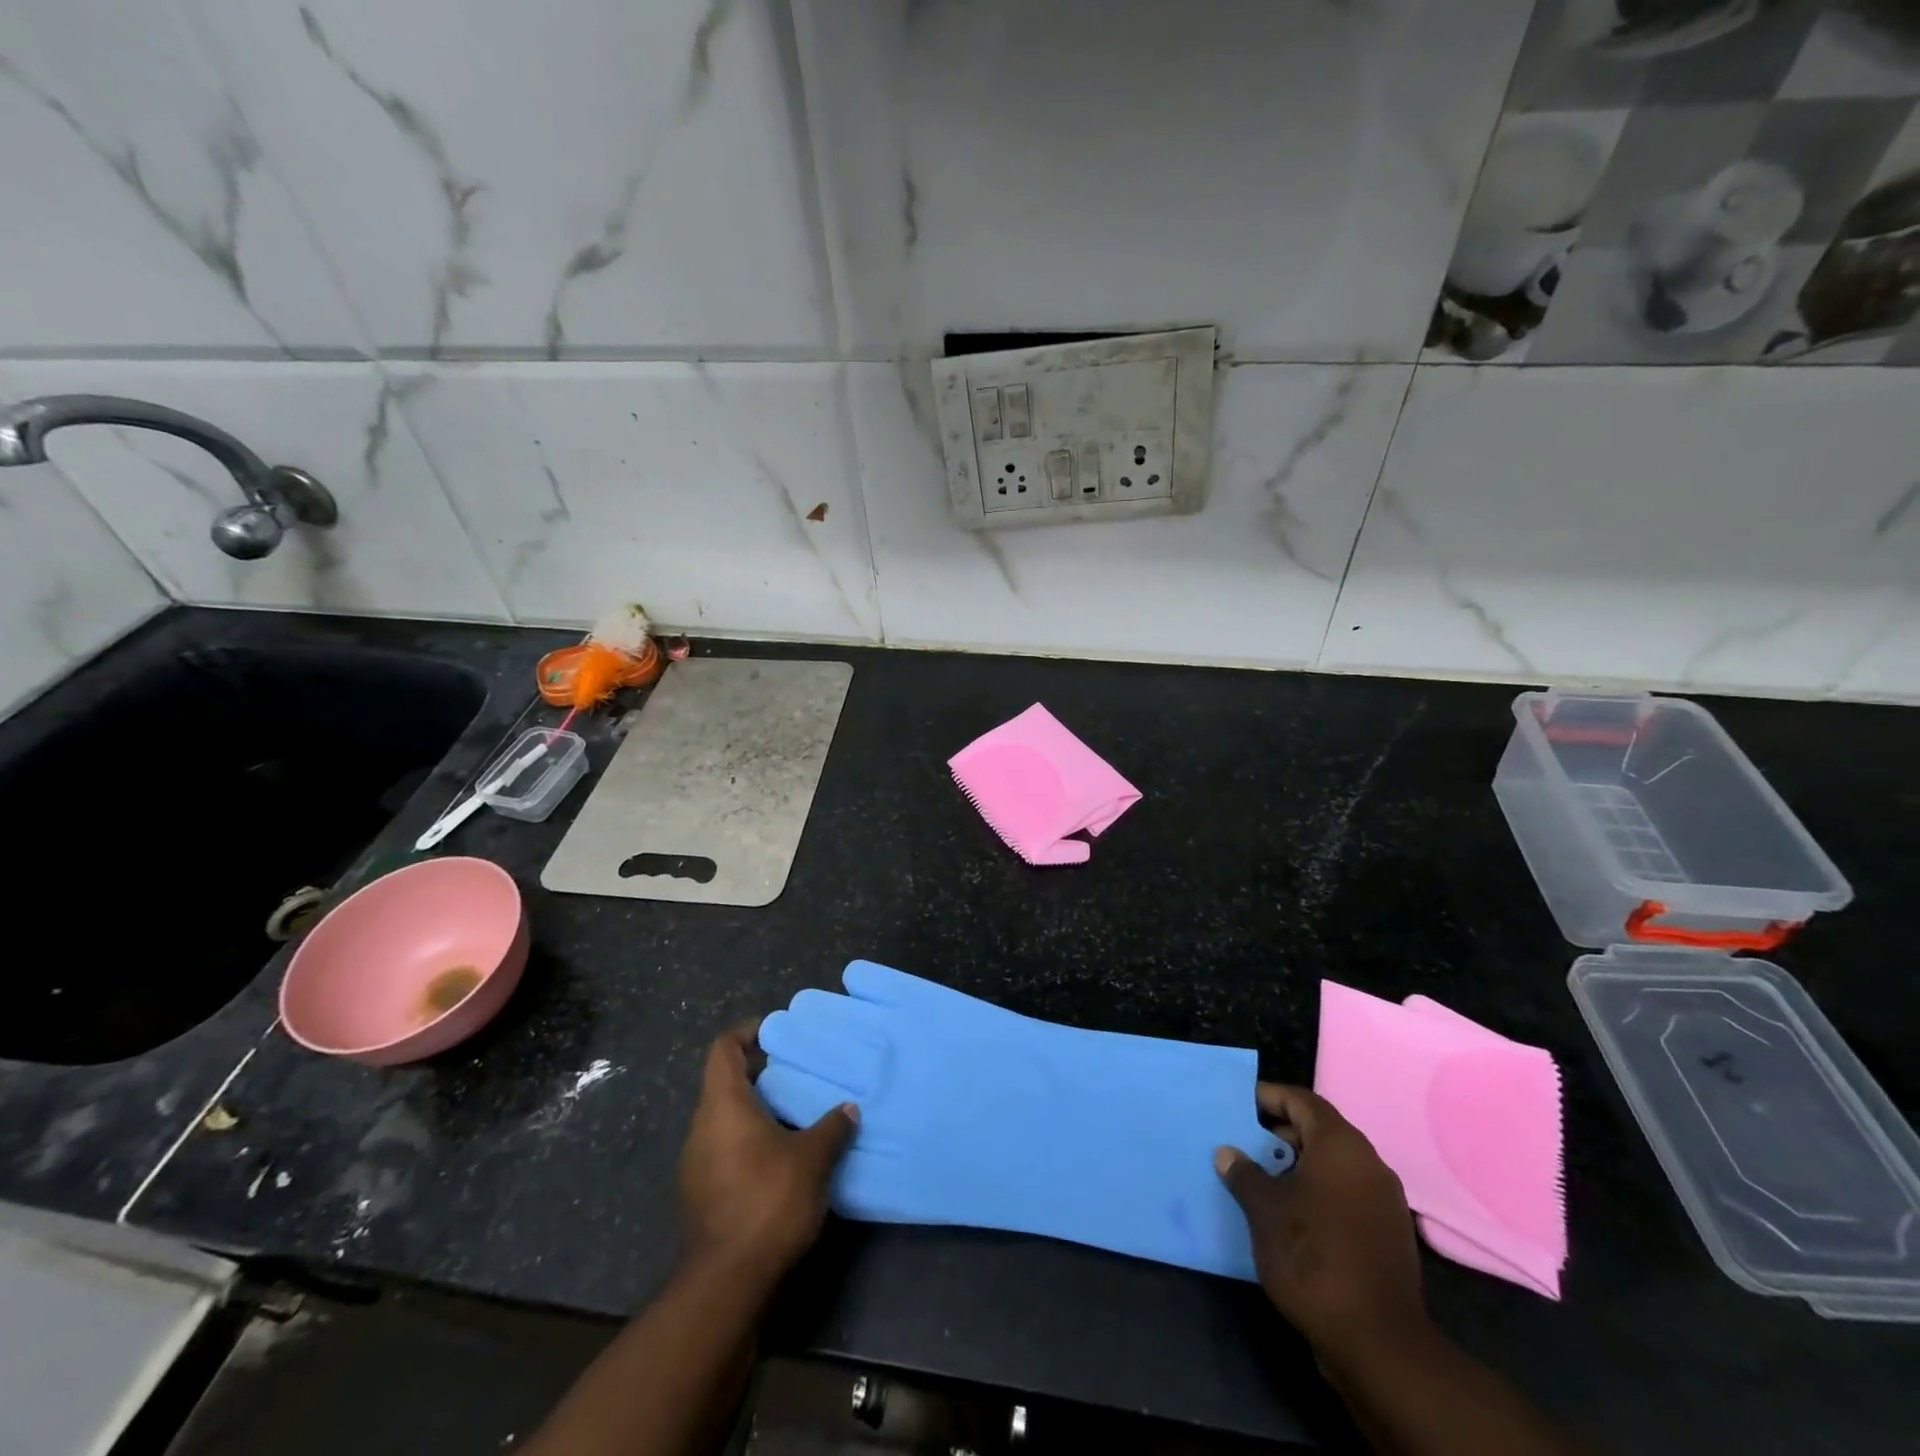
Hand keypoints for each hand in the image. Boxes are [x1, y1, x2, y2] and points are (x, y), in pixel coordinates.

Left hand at [679, 1021, 858, 1282]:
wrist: (726, 1283)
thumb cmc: (768, 1202)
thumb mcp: (812, 1160)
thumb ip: (832, 1127)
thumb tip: (849, 1108)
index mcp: (723, 1105)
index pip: (723, 1049)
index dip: (748, 1032)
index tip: (777, 1031)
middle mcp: (702, 1127)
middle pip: (725, 1082)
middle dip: (761, 1073)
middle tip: (799, 1072)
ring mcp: (696, 1162)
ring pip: (725, 1118)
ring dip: (757, 1109)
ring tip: (797, 1112)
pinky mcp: (701, 1192)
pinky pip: (725, 1147)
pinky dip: (750, 1139)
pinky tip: (782, 1155)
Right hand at [1215, 1085, 1426, 1368]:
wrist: (1378, 1343)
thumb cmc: (1312, 1257)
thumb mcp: (1264, 1209)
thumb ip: (1244, 1173)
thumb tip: (1229, 1154)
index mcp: (1341, 1145)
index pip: (1301, 1101)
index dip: (1268, 1097)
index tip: (1239, 1105)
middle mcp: (1369, 1164)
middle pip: (1319, 1131)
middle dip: (1280, 1134)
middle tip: (1244, 1143)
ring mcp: (1384, 1202)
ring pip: (1334, 1166)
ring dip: (1298, 1166)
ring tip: (1261, 1179)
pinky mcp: (1389, 1236)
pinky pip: (1347, 1196)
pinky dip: (1318, 1194)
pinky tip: (1291, 1215)